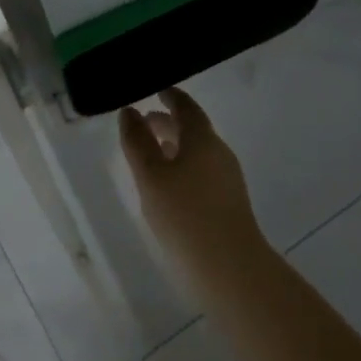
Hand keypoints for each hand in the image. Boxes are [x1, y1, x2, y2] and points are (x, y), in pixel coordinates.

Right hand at [118, 88, 267, 282]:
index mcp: (203, 139)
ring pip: (197, 153)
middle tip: (144, 122)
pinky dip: (182, 167)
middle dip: (168, 123)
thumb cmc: (185, 216)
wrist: (230, 269)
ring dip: (174, 147)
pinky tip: (167, 187)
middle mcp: (219, 153)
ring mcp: (227, 180)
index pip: (186, 107)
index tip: (157, 90)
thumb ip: (138, 142)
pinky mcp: (228, 204)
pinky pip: (201, 172)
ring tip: (150, 155)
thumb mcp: (151, 176)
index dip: (170, 97)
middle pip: (193, 129)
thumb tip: (130, 112)